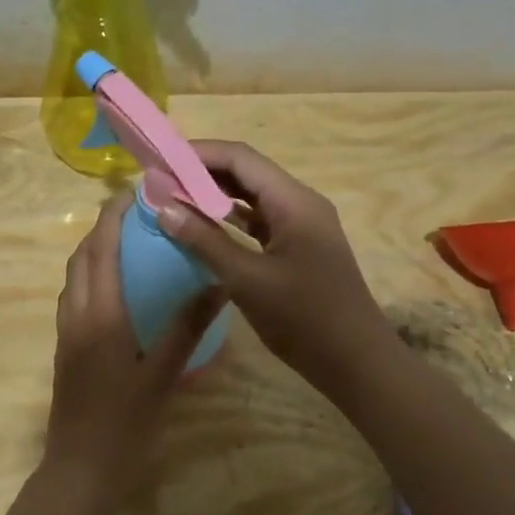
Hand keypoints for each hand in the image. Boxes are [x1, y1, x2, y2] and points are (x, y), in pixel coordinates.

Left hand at [41, 192, 224, 503]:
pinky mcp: (65, 349)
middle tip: (135, 214)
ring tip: (127, 243)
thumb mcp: (163, 375)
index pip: (101, 249)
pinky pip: (74, 297)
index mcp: (100, 315)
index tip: (133, 191)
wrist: (80, 468)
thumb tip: (217, 283)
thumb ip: (188, 327)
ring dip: (93, 252)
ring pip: (74, 277)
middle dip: (101, 228)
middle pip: (81, 257)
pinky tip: (116, 289)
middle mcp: (76, 315)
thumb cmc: (125, 423)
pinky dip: (90, 277)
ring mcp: (66, 333)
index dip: (112, 215)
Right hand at [156, 140, 393, 396]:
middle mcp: (300, 203)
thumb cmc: (304, 318)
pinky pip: (259, 221)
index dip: (198, 153)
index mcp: (294, 201)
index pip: (240, 158)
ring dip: (214, 195)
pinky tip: (202, 226)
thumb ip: (204, 241)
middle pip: (246, 173)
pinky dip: (230, 219)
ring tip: (173, 197)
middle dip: (202, 172)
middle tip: (159, 179)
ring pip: (252, 197)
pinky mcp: (298, 247)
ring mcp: (301, 226)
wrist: (355, 361)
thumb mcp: (247, 279)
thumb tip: (163, 207)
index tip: (159, 160)